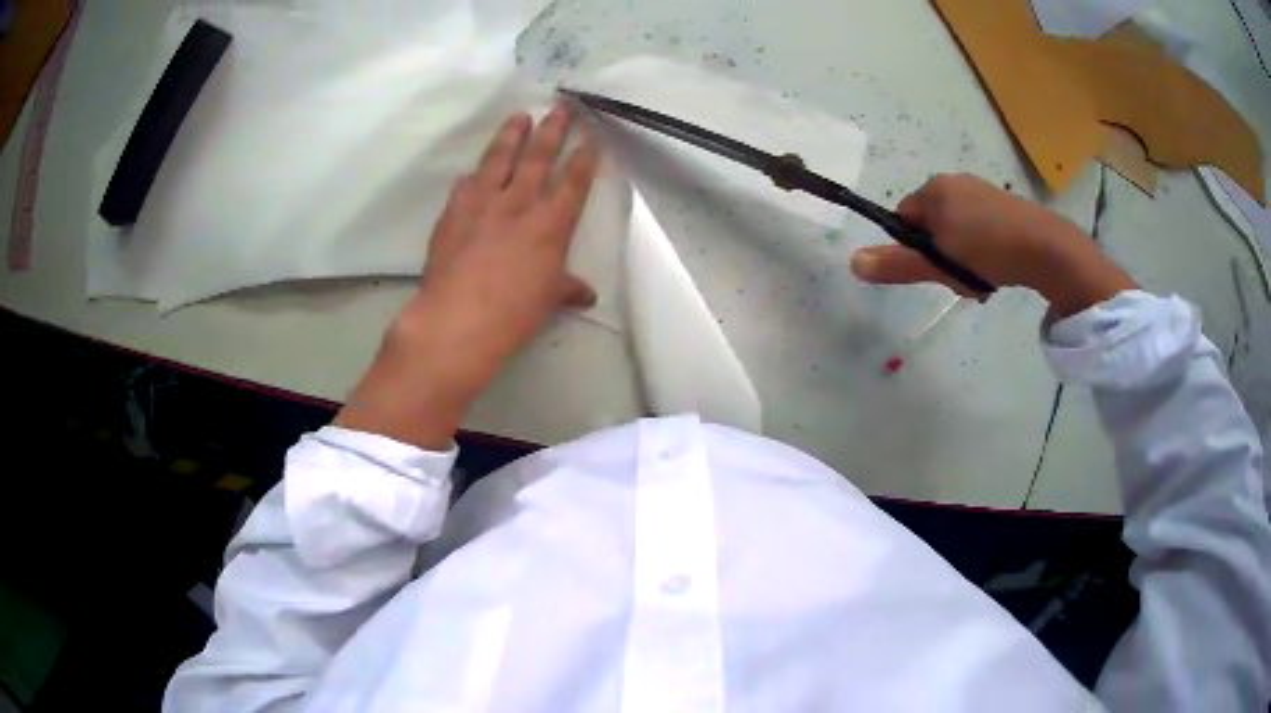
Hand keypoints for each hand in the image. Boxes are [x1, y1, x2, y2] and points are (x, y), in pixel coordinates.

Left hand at [336, 107, 600, 448]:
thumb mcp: (548, 301)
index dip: (584, 157)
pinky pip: (465, 186)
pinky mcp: (453, 213)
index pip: (574, 181)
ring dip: (511, 136)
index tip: (591, 136)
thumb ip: (567, 289)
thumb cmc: (514, 313)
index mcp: (551, 224)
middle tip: (561, 106)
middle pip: (539, 157)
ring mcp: (482, 204)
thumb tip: (585, 294)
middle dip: (553, 129)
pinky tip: (472, 172)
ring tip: (519, 116)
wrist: (457, 319)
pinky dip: (472, 176)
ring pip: (500, 160)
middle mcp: (519, 204)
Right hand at [850, 174, 1135, 316]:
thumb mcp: (940, 262)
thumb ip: (898, 264)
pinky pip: (979, 227)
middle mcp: (955, 182)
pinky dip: (983, 249)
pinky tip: (998, 267)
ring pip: (957, 230)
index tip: (934, 269)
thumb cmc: (987, 250)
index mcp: (934, 189)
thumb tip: (853, 263)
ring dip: (963, 257)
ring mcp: (981, 191)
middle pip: (932, 225)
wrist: (1045, 247)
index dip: (915, 249)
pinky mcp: (1004, 204)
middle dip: (941, 255)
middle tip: (960, 278)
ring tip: (983, 278)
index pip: (905, 218)